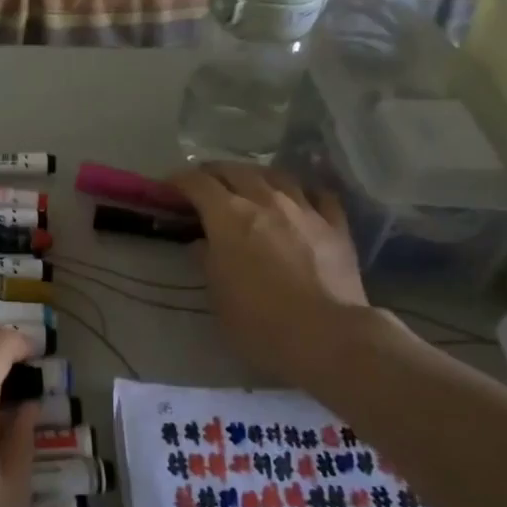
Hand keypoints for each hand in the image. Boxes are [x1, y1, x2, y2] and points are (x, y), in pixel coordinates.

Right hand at [171, 163, 378, 388]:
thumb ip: (207, 260)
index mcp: (228, 216)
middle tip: (204, 183)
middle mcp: (265, 201)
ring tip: (249, 184)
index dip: (179, 181)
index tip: (169, 188)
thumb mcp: (216, 295)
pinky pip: (319, 194)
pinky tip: (300, 199)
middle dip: (214, 172)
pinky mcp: (336, 225)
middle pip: (235, 170)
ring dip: (256, 175)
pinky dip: (304, 192)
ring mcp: (304, 209)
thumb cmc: (259, 321)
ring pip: (277, 175)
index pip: (197, 183)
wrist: (327, 336)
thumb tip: (203, 243)